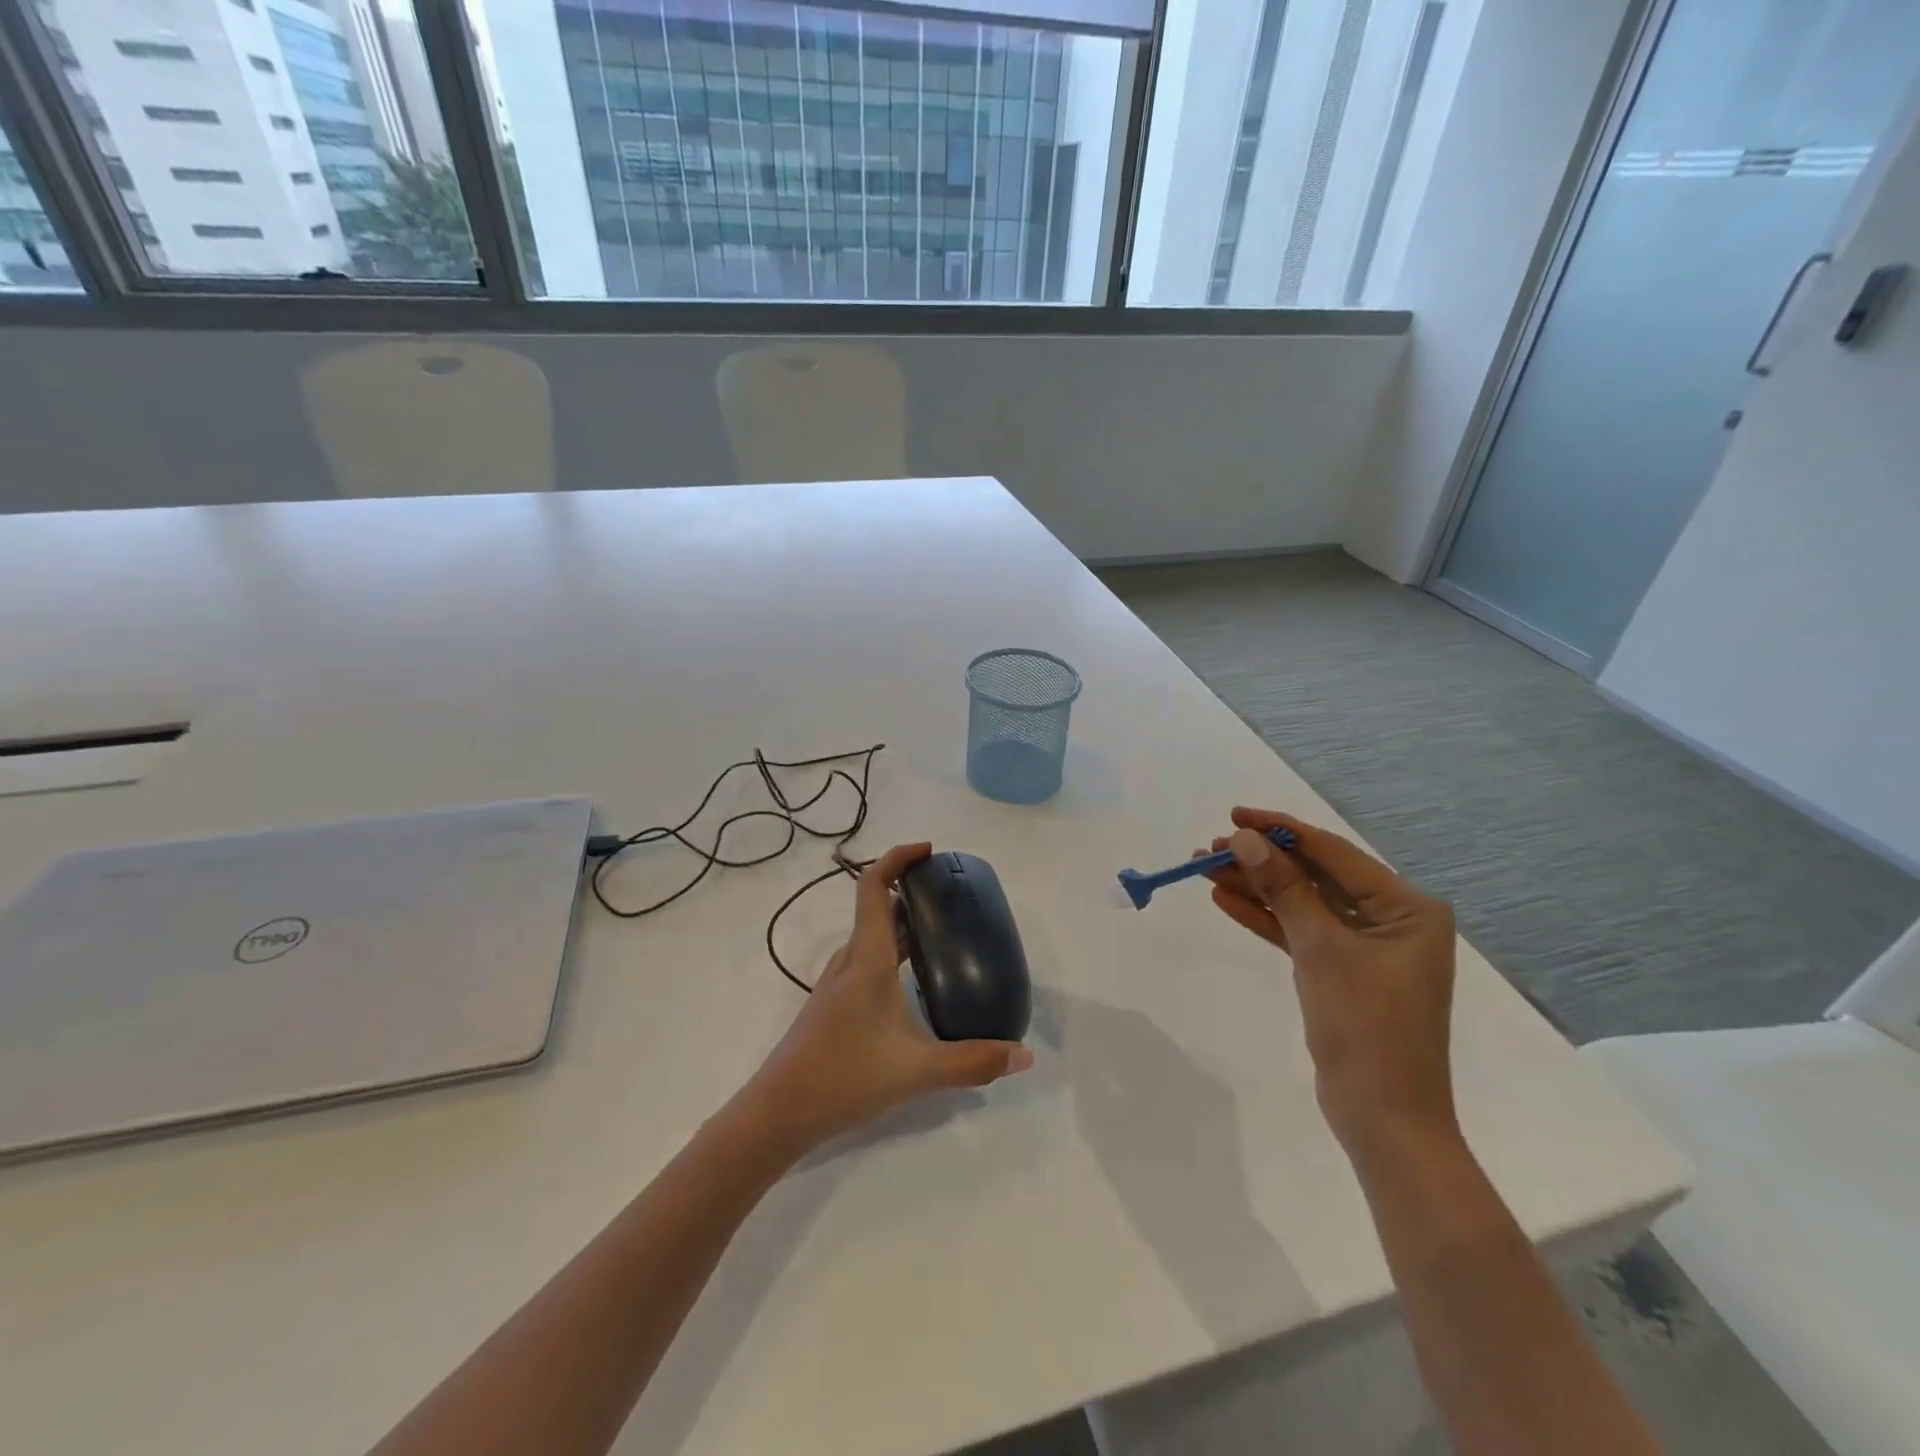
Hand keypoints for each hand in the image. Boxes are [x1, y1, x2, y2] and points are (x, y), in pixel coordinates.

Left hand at [738, 842, 1031, 1155]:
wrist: (777, 1114)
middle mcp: (850, 961)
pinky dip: (893, 950)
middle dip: (910, 889)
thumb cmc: (843, 1078)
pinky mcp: (834, 1005)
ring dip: (902, 922)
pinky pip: (867, 959)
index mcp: (867, 958)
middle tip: (951, 893)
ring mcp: (838, 983)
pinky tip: (914, 979)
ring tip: (942, 930)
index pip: (874, 886)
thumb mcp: (916, 1071)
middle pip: (876, 906)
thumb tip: (1023, 1055)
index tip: (929, 851)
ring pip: (872, 936)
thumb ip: (972, 1062)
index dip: (897, 858)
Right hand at [1200, 809, 1457, 1160]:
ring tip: (1204, 869)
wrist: (1384, 1119)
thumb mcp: (1320, 949)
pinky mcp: (1341, 971)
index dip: (1281, 831)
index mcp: (1407, 908)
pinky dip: (1265, 918)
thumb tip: (1244, 839)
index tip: (1234, 815)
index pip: (1334, 853)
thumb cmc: (1366, 1027)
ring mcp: (1365, 947)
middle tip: (1209, 847)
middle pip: (1315, 876)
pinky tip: (1225, 900)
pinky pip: (1299, 932)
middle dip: (1263, 861)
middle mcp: (1391, 920)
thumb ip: (1283, 889)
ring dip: (1257, 887)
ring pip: (1302, 903)